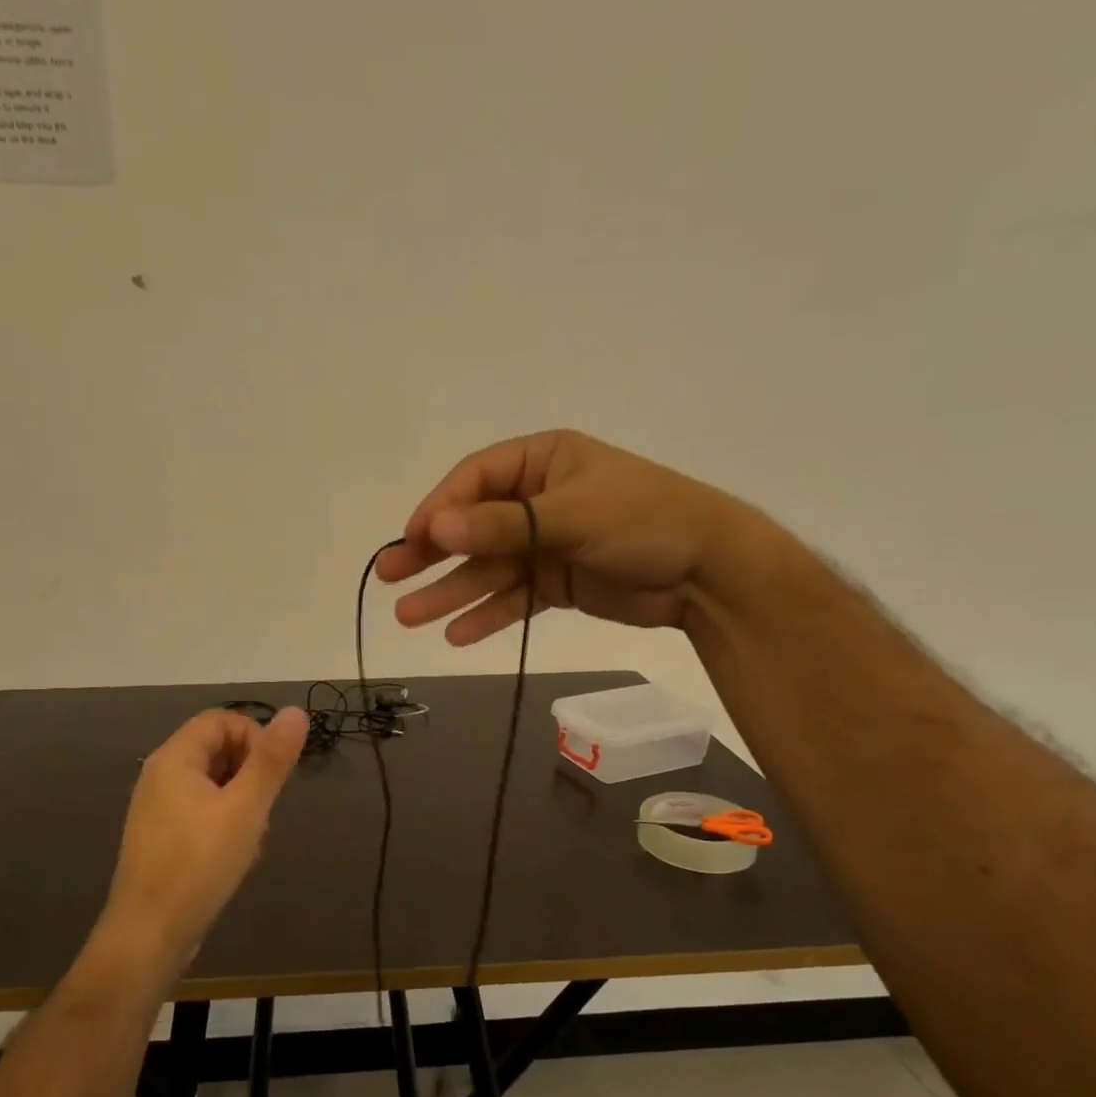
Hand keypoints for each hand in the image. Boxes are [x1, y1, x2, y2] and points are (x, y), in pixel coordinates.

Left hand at [102, 707, 308, 976]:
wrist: (149, 934)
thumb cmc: (199, 864)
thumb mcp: (245, 808)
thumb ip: (272, 760)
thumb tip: (297, 711)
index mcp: (174, 759)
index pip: (222, 720)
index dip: (255, 736)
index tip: (274, 774)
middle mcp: (161, 776)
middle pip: (218, 751)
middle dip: (251, 776)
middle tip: (264, 811)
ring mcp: (159, 809)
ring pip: (215, 786)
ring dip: (243, 806)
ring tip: (251, 841)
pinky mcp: (164, 838)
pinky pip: (203, 814)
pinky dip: (226, 826)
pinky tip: (236, 858)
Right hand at [376, 429, 745, 643]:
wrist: (707, 573)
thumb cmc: (644, 521)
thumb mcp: (570, 516)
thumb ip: (501, 526)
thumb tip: (435, 530)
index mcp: (542, 462)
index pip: (475, 481)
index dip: (439, 510)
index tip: (412, 541)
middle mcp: (538, 500)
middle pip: (473, 527)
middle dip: (432, 554)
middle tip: (387, 577)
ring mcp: (546, 544)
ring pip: (488, 569)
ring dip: (451, 592)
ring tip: (409, 617)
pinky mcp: (556, 583)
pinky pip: (512, 598)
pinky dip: (487, 615)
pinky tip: (456, 634)